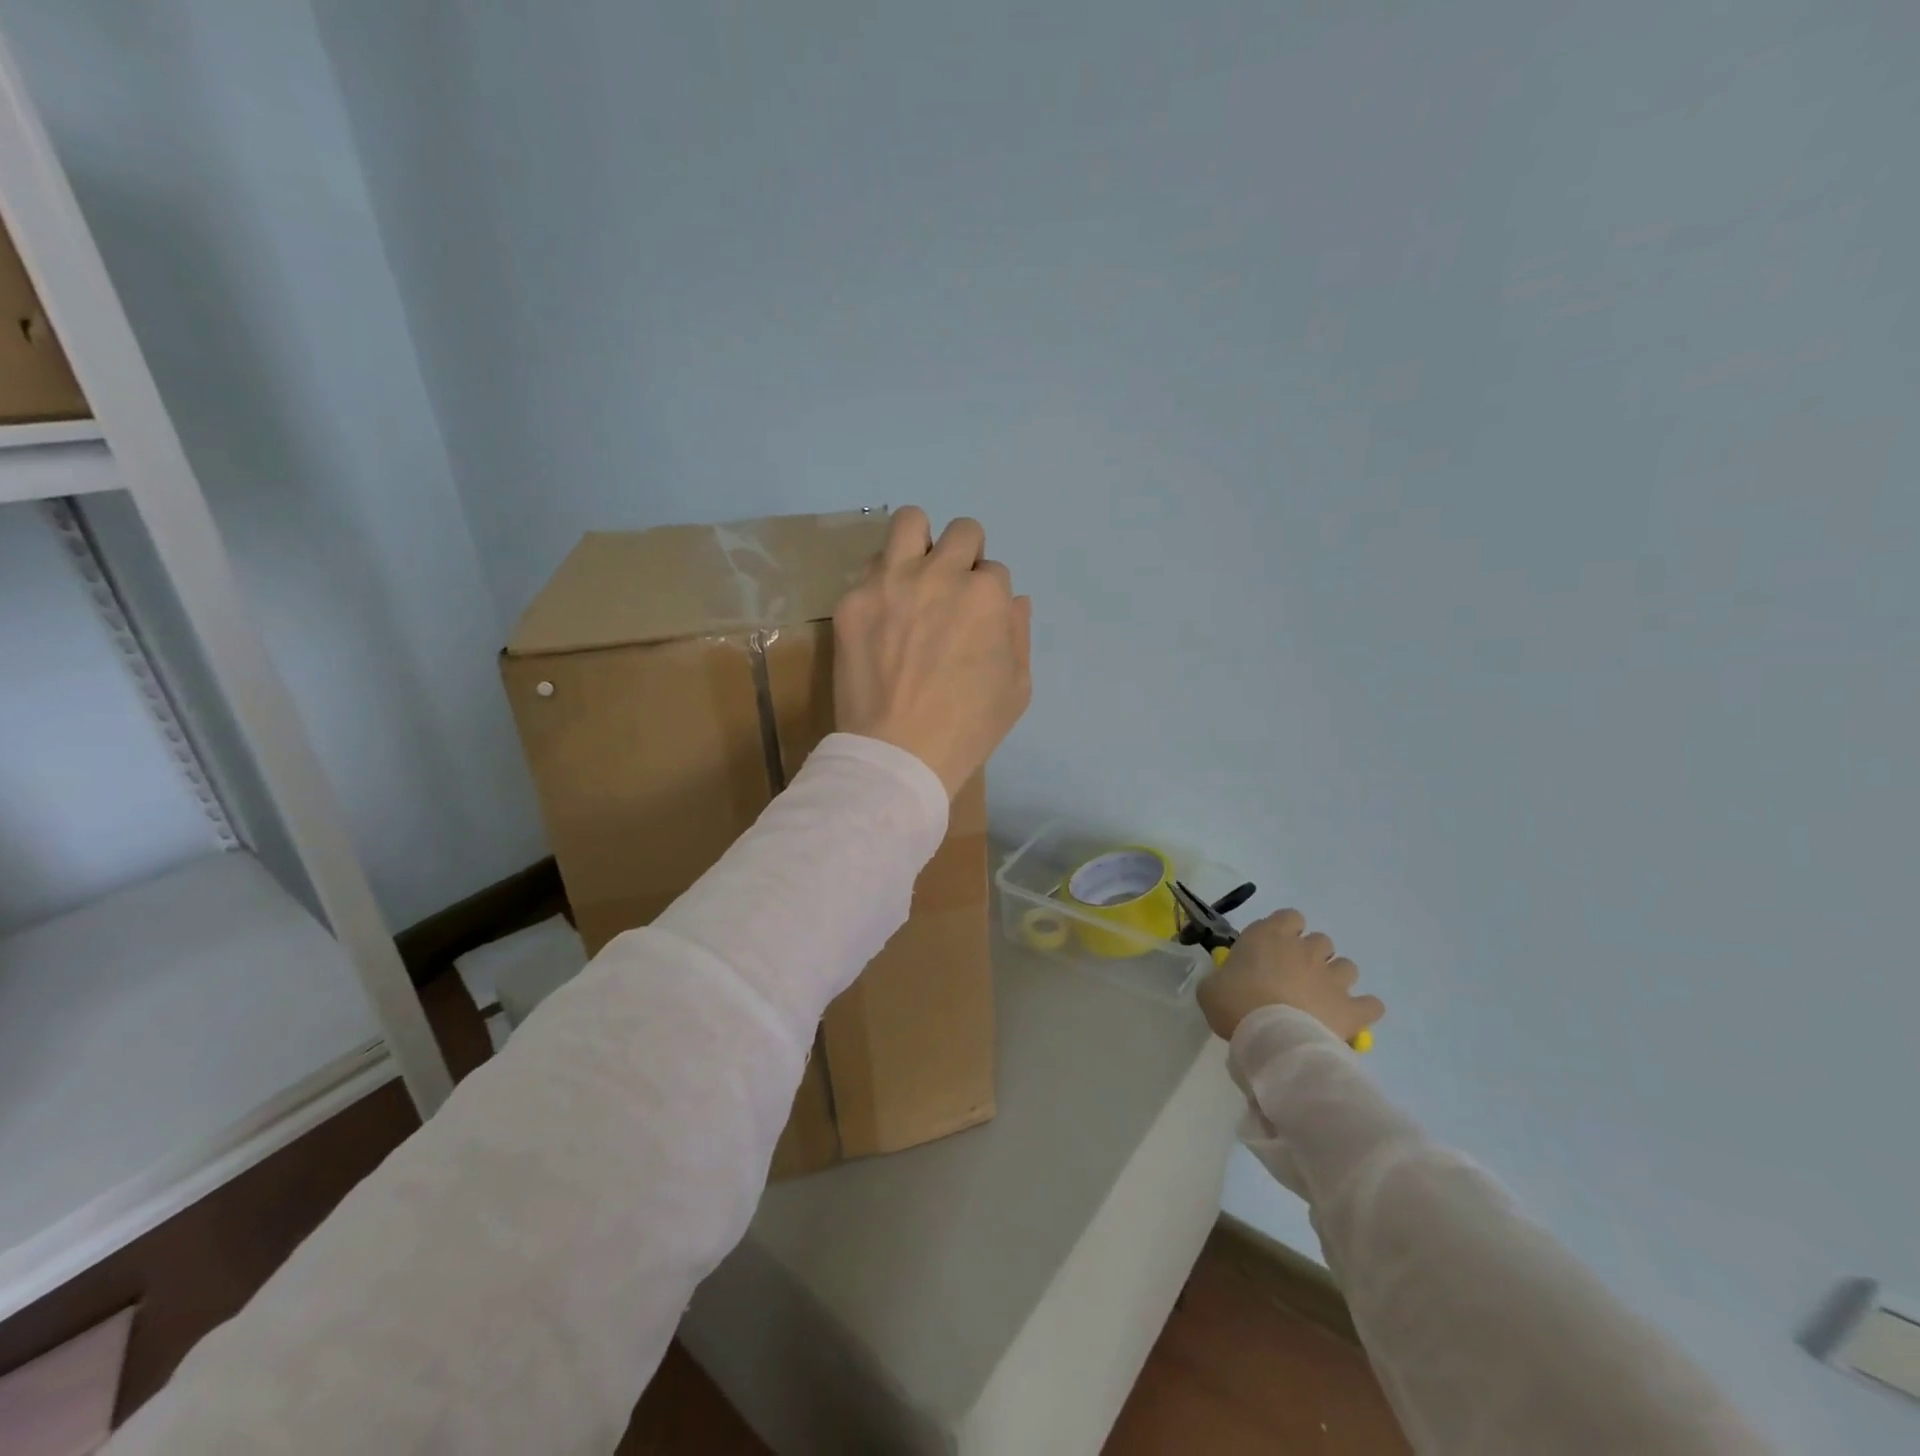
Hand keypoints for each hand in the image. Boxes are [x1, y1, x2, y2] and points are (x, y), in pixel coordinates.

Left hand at [833, 507, 1032, 796]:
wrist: (898, 753)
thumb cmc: (968, 728)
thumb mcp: (1017, 689)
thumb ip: (1019, 634)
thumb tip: (1015, 600)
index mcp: (985, 594)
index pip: (995, 570)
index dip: (989, 596)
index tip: (976, 622)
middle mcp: (940, 574)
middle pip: (962, 532)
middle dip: (965, 556)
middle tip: (951, 593)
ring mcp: (890, 582)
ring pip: (909, 521)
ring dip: (920, 542)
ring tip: (914, 576)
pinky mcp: (852, 600)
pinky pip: (869, 567)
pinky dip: (881, 582)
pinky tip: (881, 614)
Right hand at [1197, 909, 1384, 1044]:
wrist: (1272, 1038)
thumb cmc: (1235, 1005)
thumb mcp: (1210, 988)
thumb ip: (1222, 978)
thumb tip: (1226, 983)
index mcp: (1269, 936)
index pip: (1289, 917)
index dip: (1285, 930)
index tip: (1274, 949)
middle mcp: (1305, 950)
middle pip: (1320, 941)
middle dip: (1312, 956)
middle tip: (1295, 978)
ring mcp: (1332, 978)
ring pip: (1347, 966)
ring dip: (1336, 978)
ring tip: (1322, 999)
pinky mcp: (1351, 1008)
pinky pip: (1371, 1004)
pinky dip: (1363, 1009)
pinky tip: (1350, 1019)